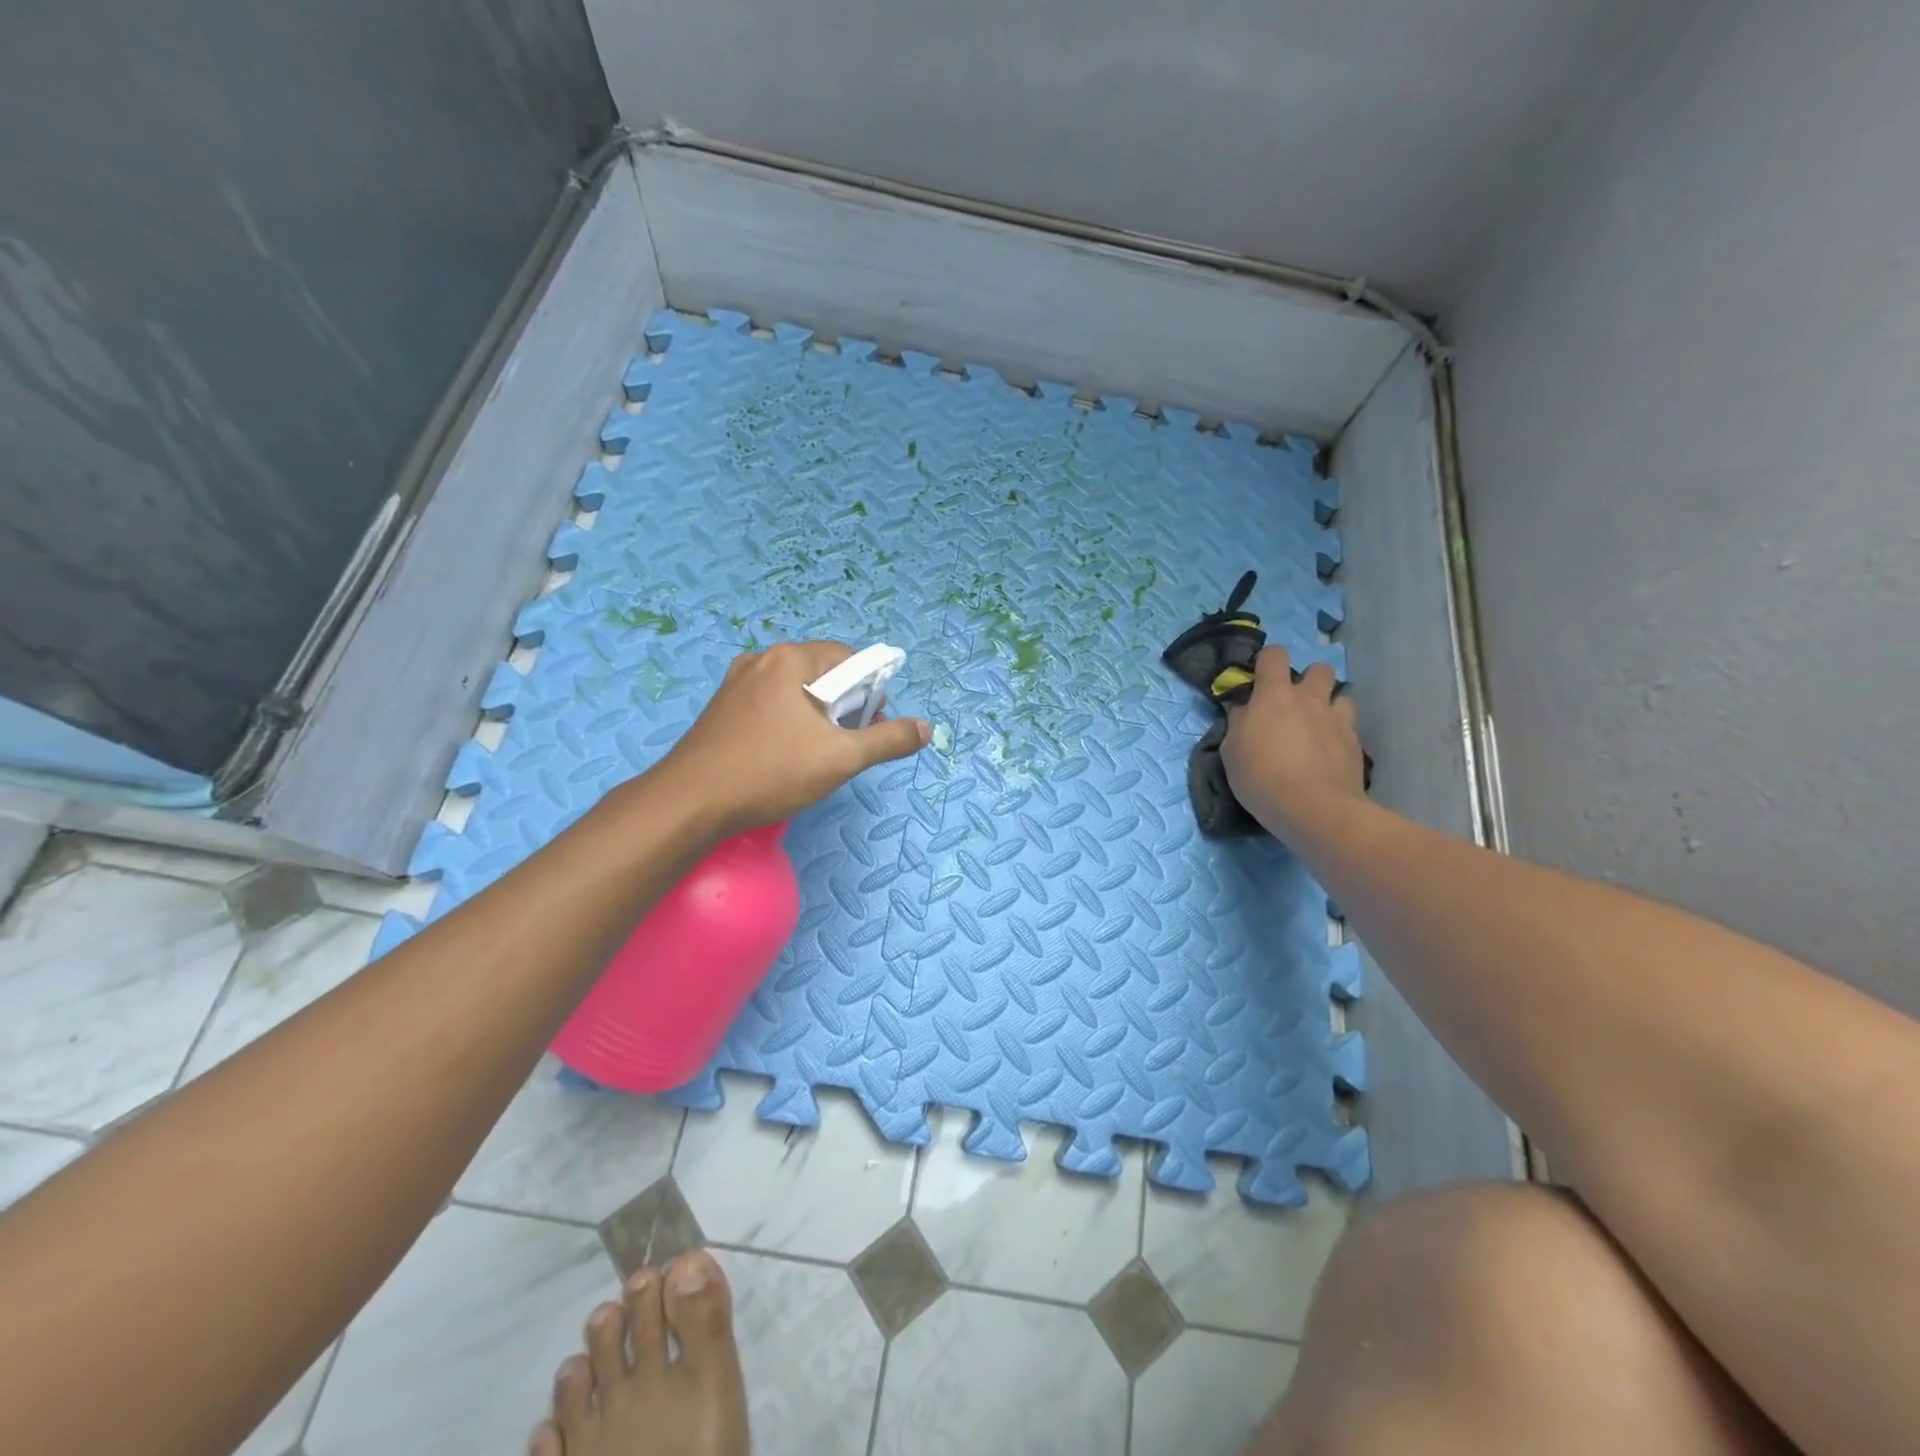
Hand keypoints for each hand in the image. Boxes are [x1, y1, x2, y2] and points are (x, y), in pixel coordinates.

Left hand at [655, 641, 929, 837]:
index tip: (870, 726)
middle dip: (845, 705)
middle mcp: (762, 660)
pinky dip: (789, 723)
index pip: (850, 658)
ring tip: (818, 755)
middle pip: (823, 673)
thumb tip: (925, 728)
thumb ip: (888, 739)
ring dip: (818, 716)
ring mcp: (737, 683)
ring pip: (796, 691)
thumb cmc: (771, 772)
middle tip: (847, 744)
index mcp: (791, 659)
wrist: (690, 802)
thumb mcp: (841, 758)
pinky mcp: (722, 707)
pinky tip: (785, 756)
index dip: (871, 691)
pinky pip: (770, 704)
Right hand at [1221, 647, 1364, 835]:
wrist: (1313, 808)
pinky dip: (1340, 731)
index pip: (1274, 655)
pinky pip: (1349, 725)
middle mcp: (1309, 699)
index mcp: (1274, 696)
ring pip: (1343, 694)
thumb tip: (1244, 710)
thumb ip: (1239, 723)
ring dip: (1330, 703)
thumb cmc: (1261, 777)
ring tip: (1319, 724)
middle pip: (1319, 668)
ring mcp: (1337, 719)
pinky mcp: (1355, 742)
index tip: (1260, 679)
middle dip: (1309, 679)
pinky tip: (1330, 751)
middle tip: (1296, 702)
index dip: (1267, 661)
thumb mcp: (1231, 751)